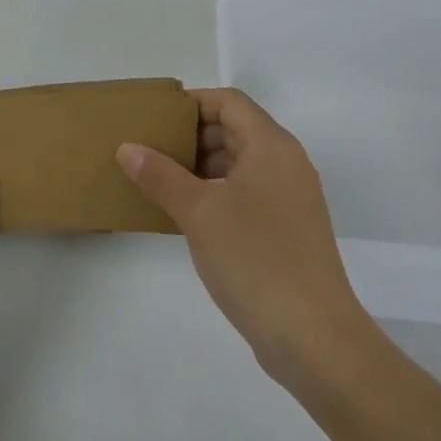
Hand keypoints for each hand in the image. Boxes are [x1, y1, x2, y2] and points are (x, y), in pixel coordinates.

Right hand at [118, 88, 377, 387]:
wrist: (314, 338)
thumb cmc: (255, 259)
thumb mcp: (198, 212)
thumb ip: (160, 175)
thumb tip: (127, 148)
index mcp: (271, 146)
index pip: (229, 102)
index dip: (192, 102)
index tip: (155, 118)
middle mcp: (286, 163)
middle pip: (235, 129)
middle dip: (192, 135)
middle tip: (150, 149)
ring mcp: (290, 198)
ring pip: (241, 163)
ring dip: (202, 165)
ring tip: (160, 180)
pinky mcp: (288, 229)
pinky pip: (248, 192)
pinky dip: (217, 191)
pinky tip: (187, 213)